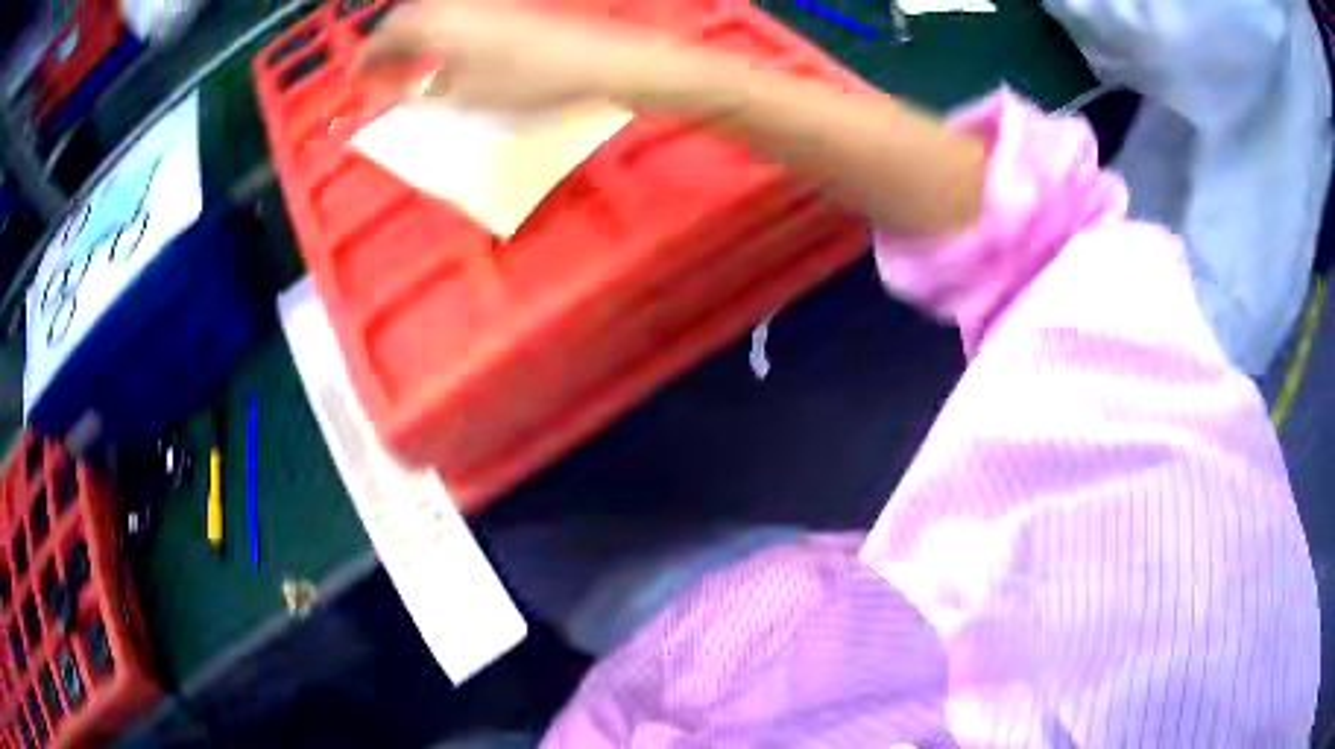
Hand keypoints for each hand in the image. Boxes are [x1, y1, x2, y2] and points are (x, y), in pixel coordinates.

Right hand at [356, 2, 664, 110]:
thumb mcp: (461, 96)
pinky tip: (442, 60)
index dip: (366, 61)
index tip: (355, 83)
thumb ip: (416, 91)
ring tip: (407, 73)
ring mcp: (479, 3)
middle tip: (379, 80)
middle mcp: (452, 4)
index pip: (384, 36)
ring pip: (429, 19)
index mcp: (433, 21)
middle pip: (404, 23)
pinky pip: (454, 19)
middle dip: (387, 51)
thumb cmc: (524, 81)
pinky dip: (437, 38)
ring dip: (412, 43)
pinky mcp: (501, 8)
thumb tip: (388, 88)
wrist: (592, 60)